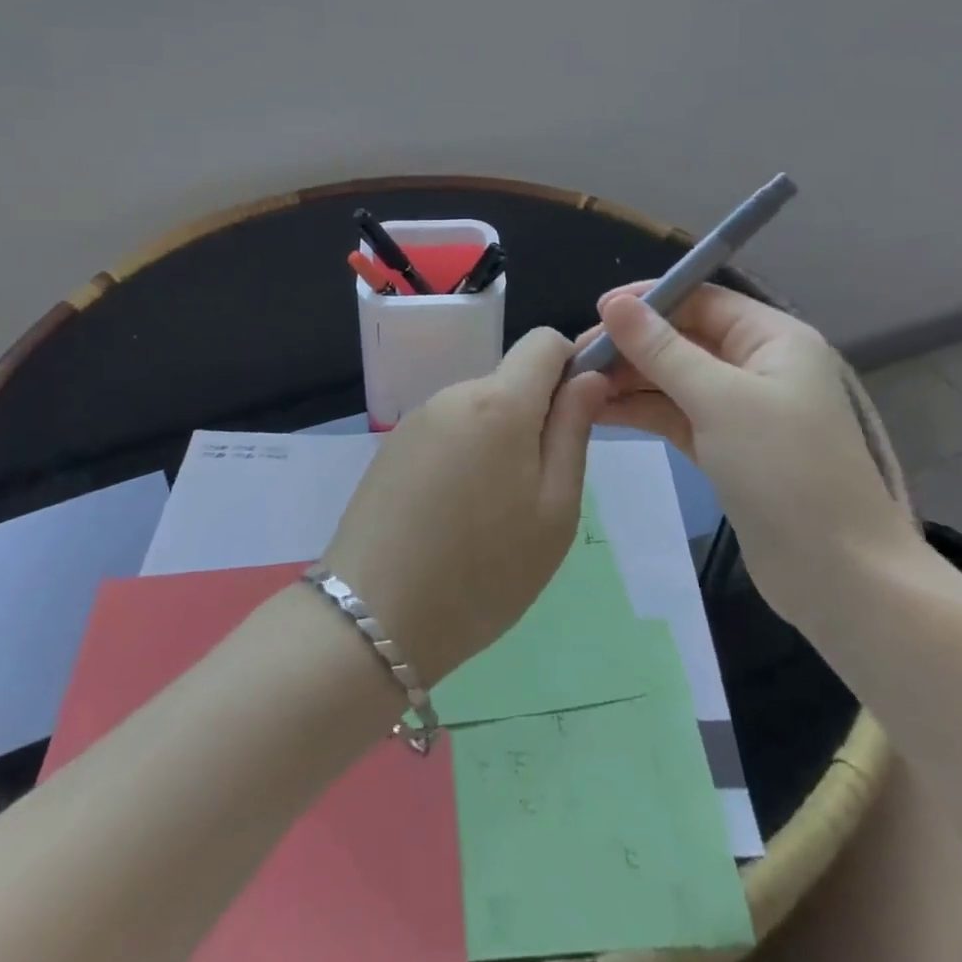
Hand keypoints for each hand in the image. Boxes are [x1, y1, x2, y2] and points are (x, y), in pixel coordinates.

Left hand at [321, 328, 610, 685]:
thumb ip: (573, 431)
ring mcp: (417, 420)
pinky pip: (447, 433)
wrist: (373, 620)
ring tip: (492, 514)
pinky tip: (453, 517)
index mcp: (499, 402)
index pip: (545, 341)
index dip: (570, 367)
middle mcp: (453, 394)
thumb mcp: (554, 510)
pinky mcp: (393, 447)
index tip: (576, 419)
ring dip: (499, 442)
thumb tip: (588, 377)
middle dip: (534, 418)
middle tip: (536, 492)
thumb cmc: (484, 572)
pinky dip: (465, 457)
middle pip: (511, 380)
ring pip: (479, 410)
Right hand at [583, 284, 917, 618]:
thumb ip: (662, 350)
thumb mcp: (719, 400)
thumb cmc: (784, 471)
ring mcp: (741, 409)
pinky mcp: (726, 447)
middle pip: (683, 338)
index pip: (701, 300)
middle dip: (632, 345)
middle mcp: (757, 365)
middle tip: (577, 361)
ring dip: (630, 380)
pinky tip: (599, 412)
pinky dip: (642, 411)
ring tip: (578, 388)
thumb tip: (614, 304)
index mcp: (772, 339)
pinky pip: (676, 414)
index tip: (597, 313)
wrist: (837, 577)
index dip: (649, 301)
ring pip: (675, 379)